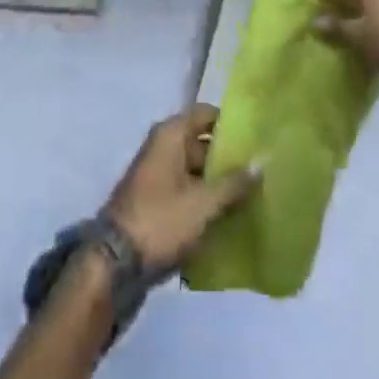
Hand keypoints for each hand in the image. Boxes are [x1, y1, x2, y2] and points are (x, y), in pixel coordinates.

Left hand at [103, 105, 258, 271]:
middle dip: (229, 157)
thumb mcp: (203, 204)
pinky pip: (187, 190)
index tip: (258, 137)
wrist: (115, 264)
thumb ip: (234, 183)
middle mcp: (163, 146)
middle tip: (263, 171)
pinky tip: (230, 215)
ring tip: (254, 195)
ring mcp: (158, 174)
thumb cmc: (161, 221)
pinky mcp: (156, 201)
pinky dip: (205, 199)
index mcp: (171, 134)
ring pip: (196, 169)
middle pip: (202, 142)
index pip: (207, 114)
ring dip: (219, 182)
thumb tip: (263, 161)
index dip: (231, 123)